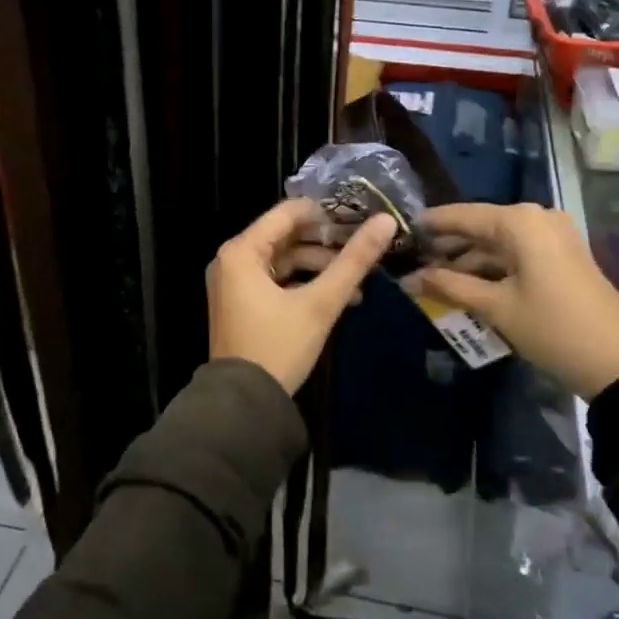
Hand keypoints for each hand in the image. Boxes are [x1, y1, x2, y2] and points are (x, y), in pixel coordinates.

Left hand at [208, 199, 397, 394]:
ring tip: (356, 285)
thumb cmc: (278, 347)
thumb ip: (353, 261)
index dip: (325, 214)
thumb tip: (386, 221)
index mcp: (242, 251)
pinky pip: (275, 281)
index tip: (358, 222)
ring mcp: (233, 284)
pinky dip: (303, 284)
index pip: (288, 213)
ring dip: (319, 268)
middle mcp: (232, 260)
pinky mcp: (240, 305)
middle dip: (326, 245)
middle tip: (361, 252)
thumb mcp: (320, 303)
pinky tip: (336, 299)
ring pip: (283, 261)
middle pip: (286, 236)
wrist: (243, 406)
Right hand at [406, 202, 618, 399]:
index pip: (463, 215)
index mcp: (520, 222)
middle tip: (413, 262)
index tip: (401, 230)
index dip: (431, 224)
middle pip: (481, 227)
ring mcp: (554, 237)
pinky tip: (468, 286)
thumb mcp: (495, 308)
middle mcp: (537, 218)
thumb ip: (449, 287)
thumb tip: (408, 279)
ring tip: (434, 280)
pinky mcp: (563, 257)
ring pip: (499, 243)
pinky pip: (517, 254)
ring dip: (469, 261)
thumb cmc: (552, 328)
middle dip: (449, 247)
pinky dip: (493, 268)